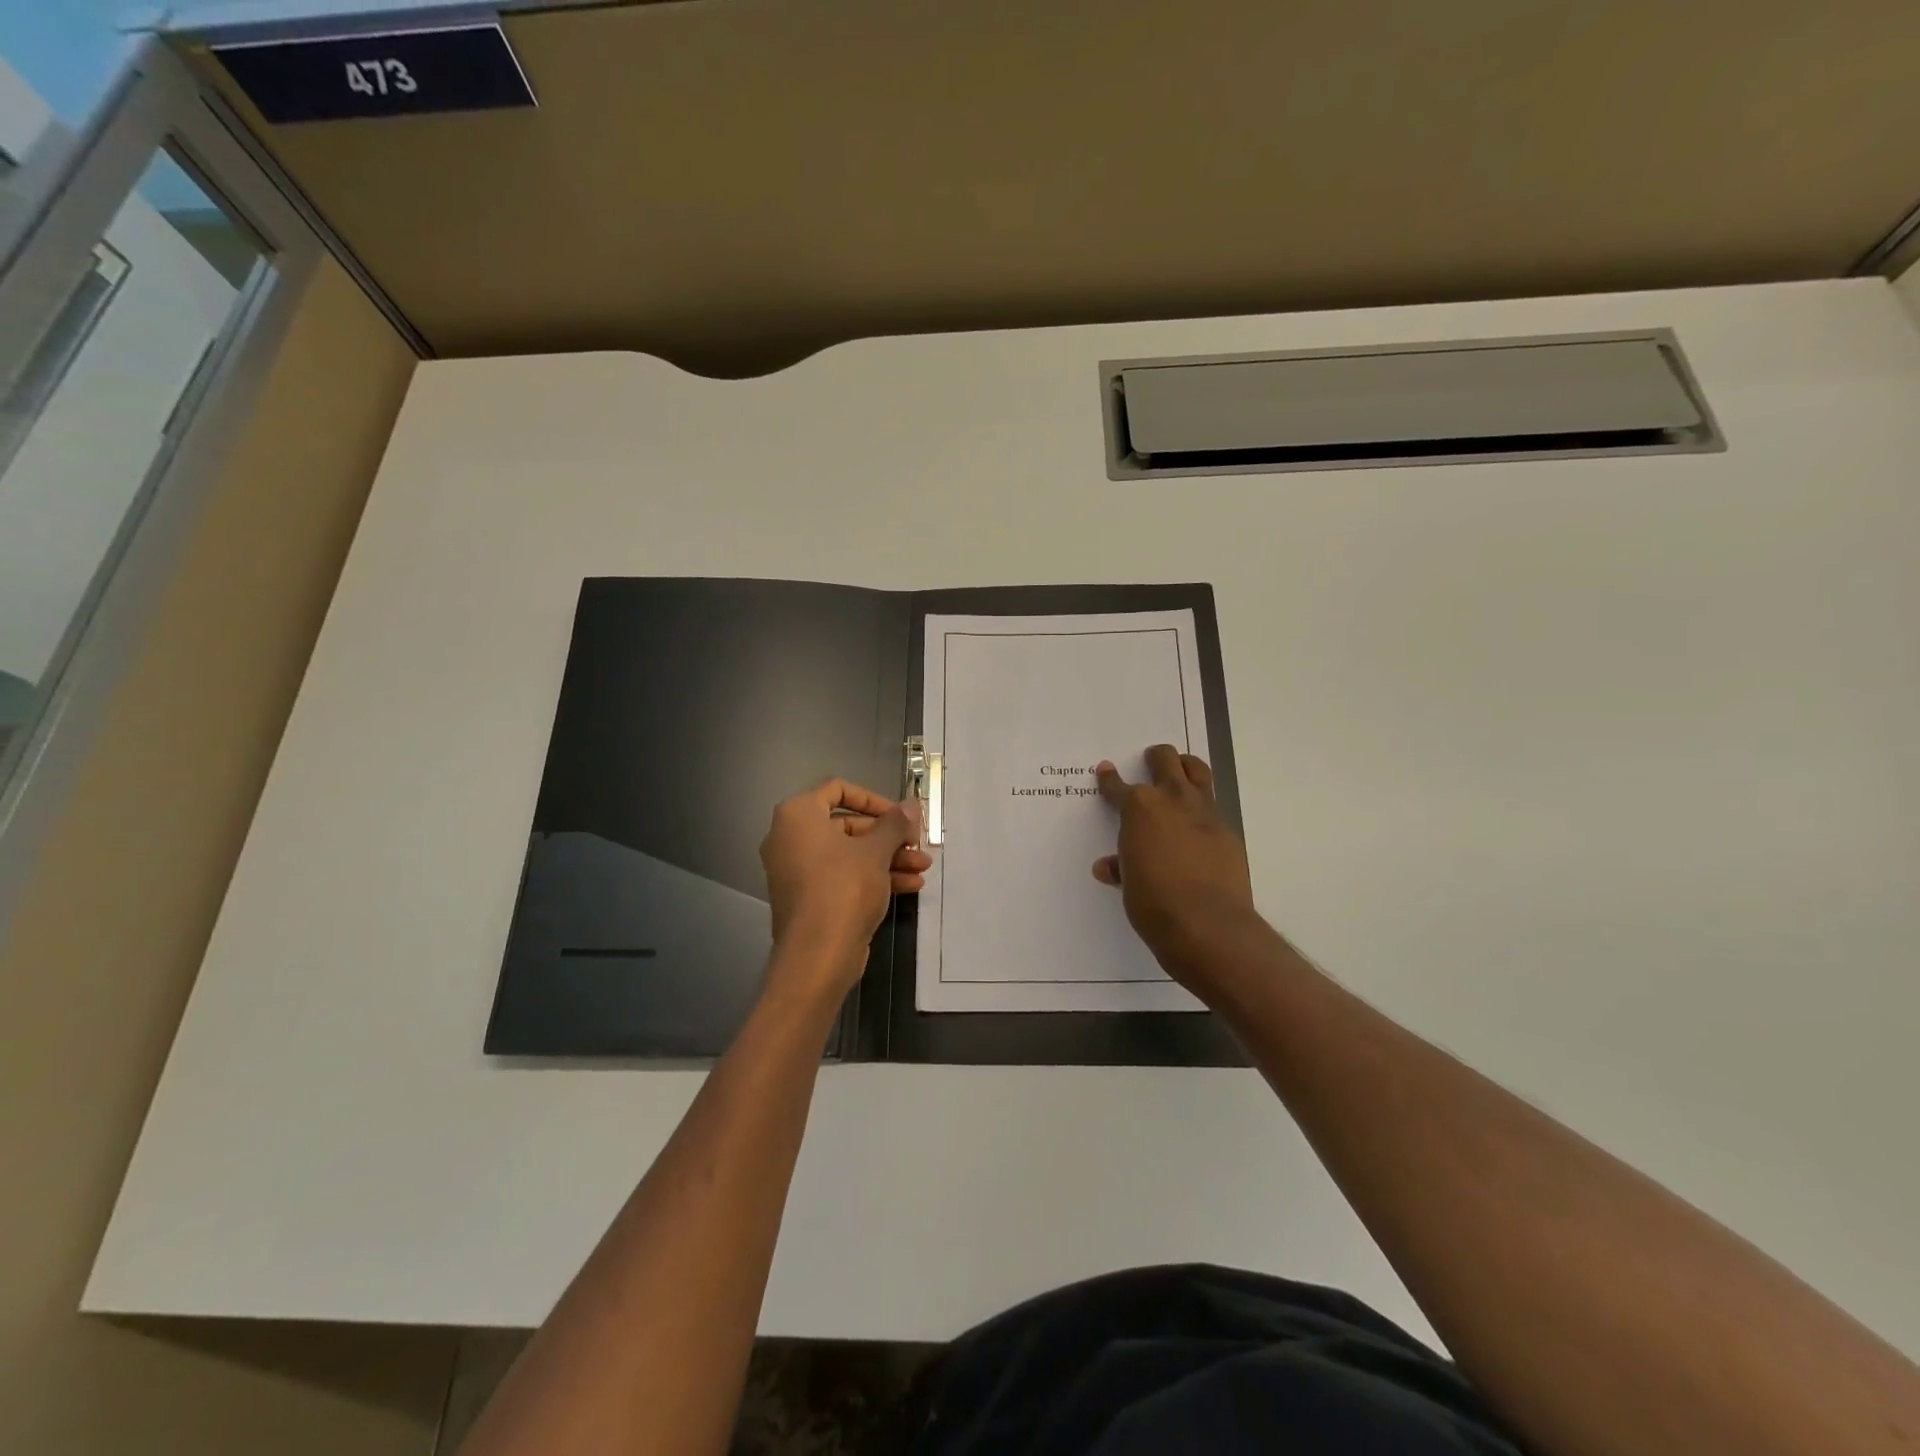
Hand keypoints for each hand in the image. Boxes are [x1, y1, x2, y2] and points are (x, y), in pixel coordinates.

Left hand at [759, 779, 929, 995]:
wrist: (817, 955)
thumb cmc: (843, 888)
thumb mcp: (876, 851)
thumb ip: (895, 823)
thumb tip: (911, 804)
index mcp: (798, 815)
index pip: (838, 789)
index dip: (873, 799)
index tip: (900, 815)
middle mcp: (790, 837)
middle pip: (847, 824)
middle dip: (888, 836)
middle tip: (918, 845)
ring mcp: (797, 870)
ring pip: (849, 853)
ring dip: (887, 857)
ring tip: (922, 868)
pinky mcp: (808, 897)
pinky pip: (842, 876)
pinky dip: (872, 876)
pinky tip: (910, 886)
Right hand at [1093, 746, 1259, 995]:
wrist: (1207, 924)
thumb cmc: (1153, 903)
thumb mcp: (1129, 884)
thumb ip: (1121, 867)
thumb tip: (1108, 867)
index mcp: (1139, 808)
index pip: (1118, 787)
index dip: (1109, 779)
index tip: (1105, 771)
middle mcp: (1172, 799)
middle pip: (1165, 760)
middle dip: (1155, 758)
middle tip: (1150, 762)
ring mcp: (1204, 812)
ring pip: (1197, 770)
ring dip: (1185, 767)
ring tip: (1179, 771)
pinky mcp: (1227, 830)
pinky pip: (1213, 806)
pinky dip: (1202, 808)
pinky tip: (1198, 824)